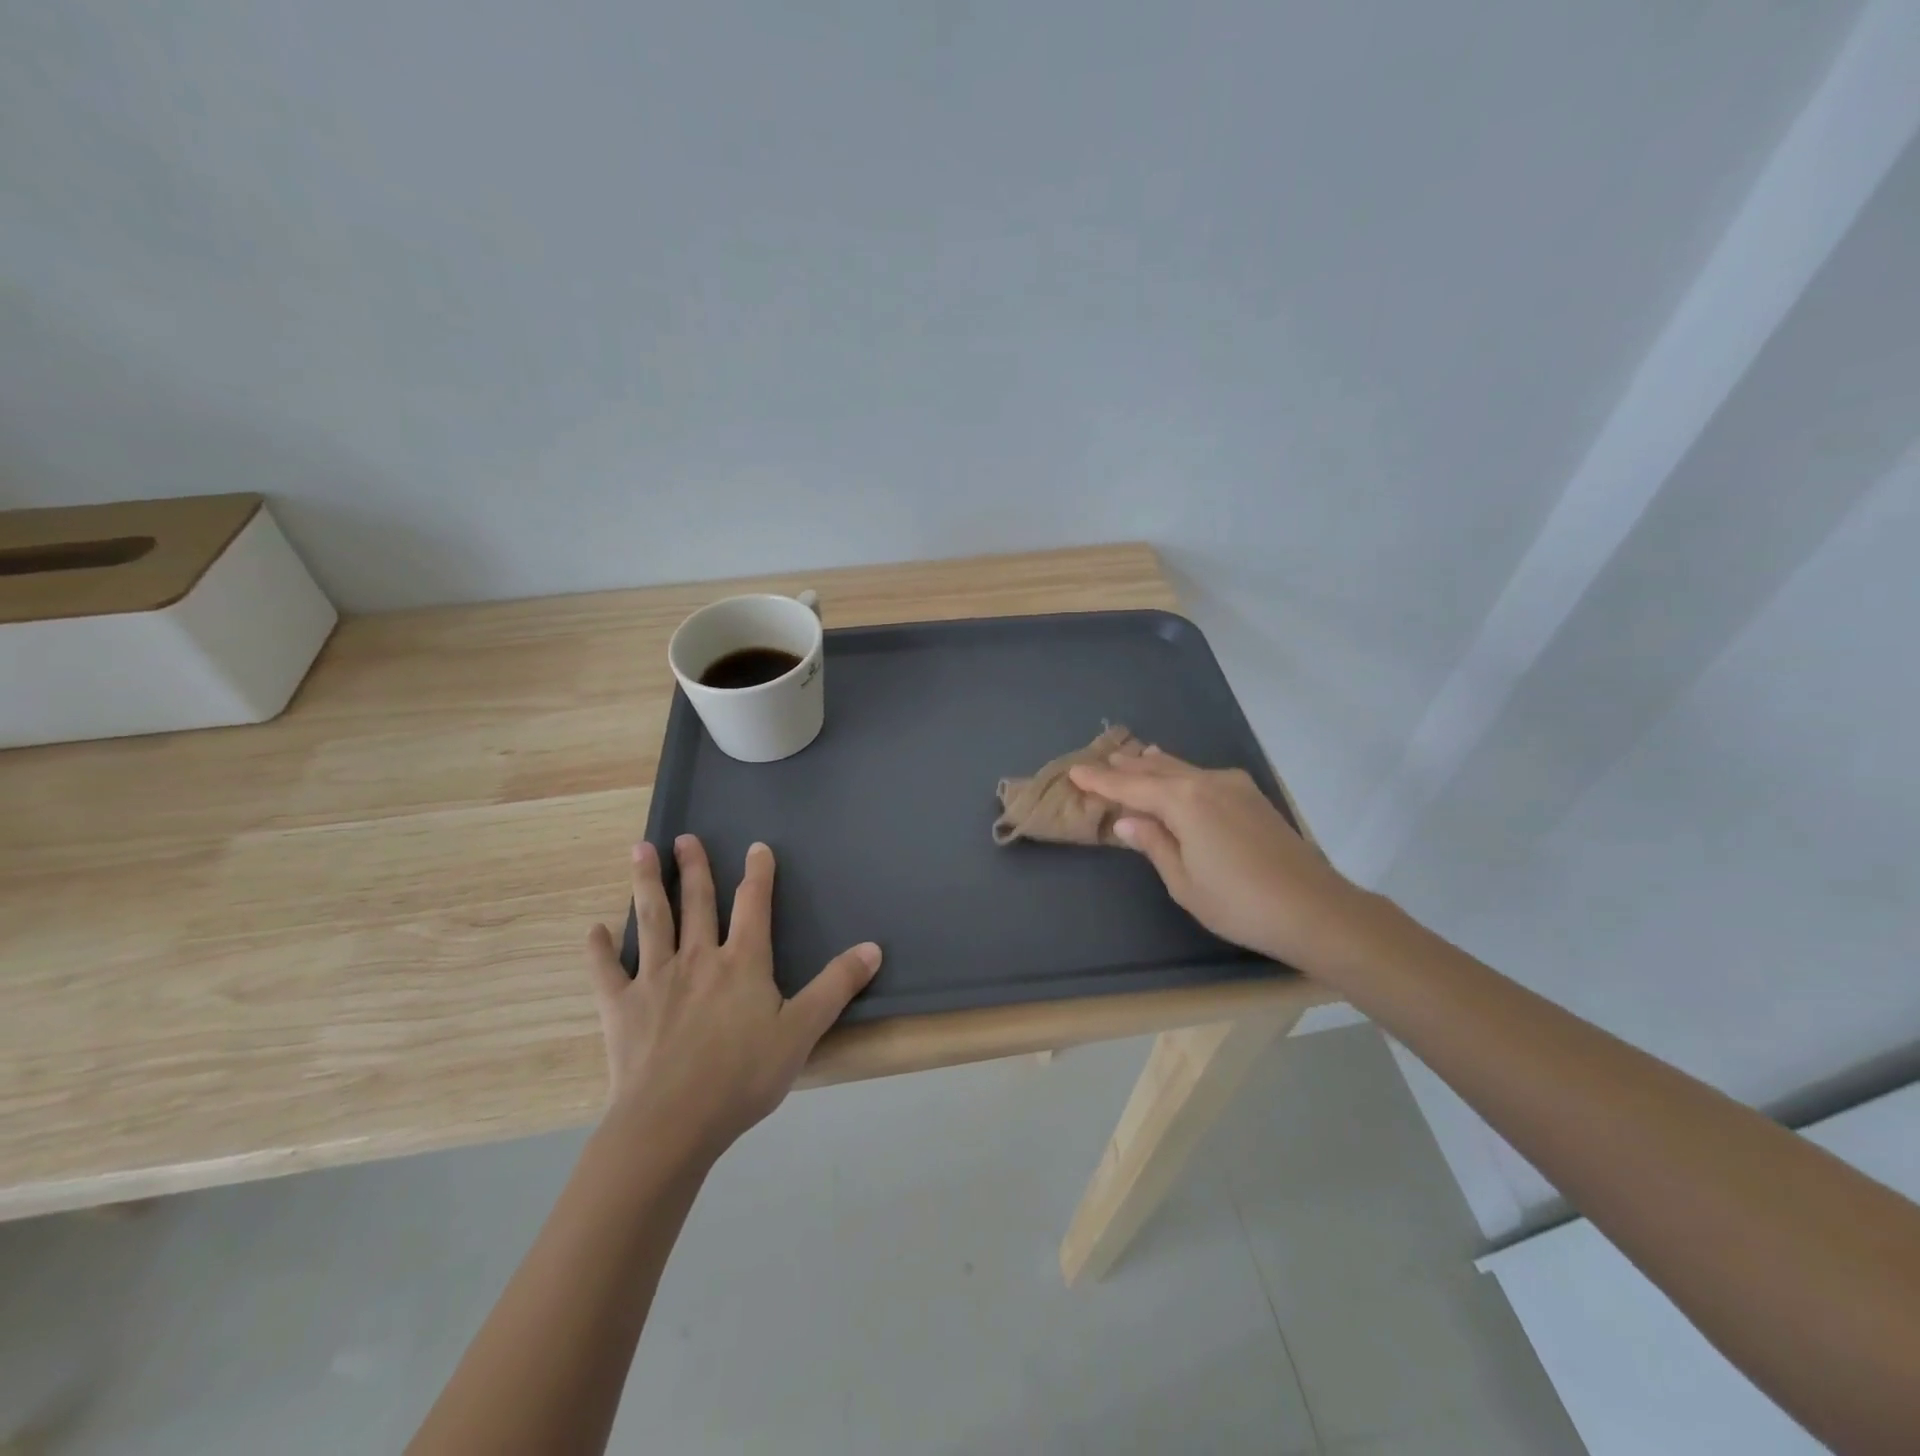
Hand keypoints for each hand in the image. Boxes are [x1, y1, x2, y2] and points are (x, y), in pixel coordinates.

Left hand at [585, 836, 880, 1167]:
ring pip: (652, 920)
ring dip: (647, 884)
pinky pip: (606, 971)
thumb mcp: (802, 1031)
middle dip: (693, 867)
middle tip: (684, 838)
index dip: (758, 874)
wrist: (672, 1122)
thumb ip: (836, 986)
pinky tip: (594, 931)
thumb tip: (873, 947)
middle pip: (697, 902)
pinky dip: (599, 950)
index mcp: (743, 962)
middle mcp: (698, 959)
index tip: (756, 847)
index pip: (754, 905)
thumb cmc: (743, 1076)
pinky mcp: (621, 1007)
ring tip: (639, 850)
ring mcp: (655, 979)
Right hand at [1069, 747, 1368, 972]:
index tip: (1075, 771)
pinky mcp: (1253, 798)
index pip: (1131, 787)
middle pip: (1157, 770)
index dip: (1101, 781)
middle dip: (1128, 768)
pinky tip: (1179, 774)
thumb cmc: (1238, 902)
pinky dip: (1182, 773)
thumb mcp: (1184, 881)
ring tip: (1134, 757)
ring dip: (1155, 766)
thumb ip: (1154, 844)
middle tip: (1101, 761)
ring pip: (1184, 769)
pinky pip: (1204, 776)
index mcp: (1183, 801)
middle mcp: (1207, 783)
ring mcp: (1234, 787)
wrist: (1314, 909)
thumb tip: (1126, 822)